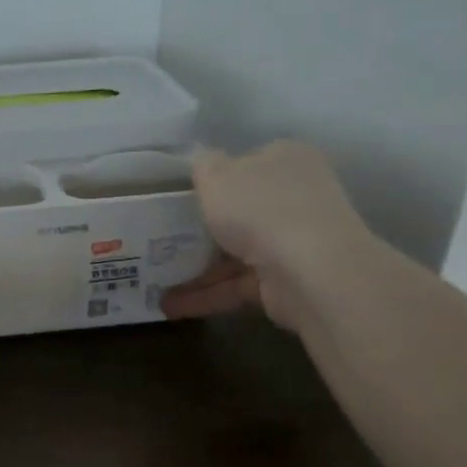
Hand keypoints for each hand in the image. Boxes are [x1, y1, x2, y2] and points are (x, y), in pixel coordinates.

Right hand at [161, 143, 371, 330]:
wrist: (311, 271)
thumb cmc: (260, 208)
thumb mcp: (217, 175)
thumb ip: (204, 165)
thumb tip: (202, 161)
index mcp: (285, 159)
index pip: (247, 163)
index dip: (214, 178)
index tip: (181, 195)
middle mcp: (295, 197)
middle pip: (241, 210)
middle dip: (203, 228)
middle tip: (162, 238)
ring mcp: (293, 241)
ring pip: (236, 252)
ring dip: (196, 269)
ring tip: (156, 282)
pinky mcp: (285, 281)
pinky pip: (237, 284)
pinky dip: (207, 295)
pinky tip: (171, 306)